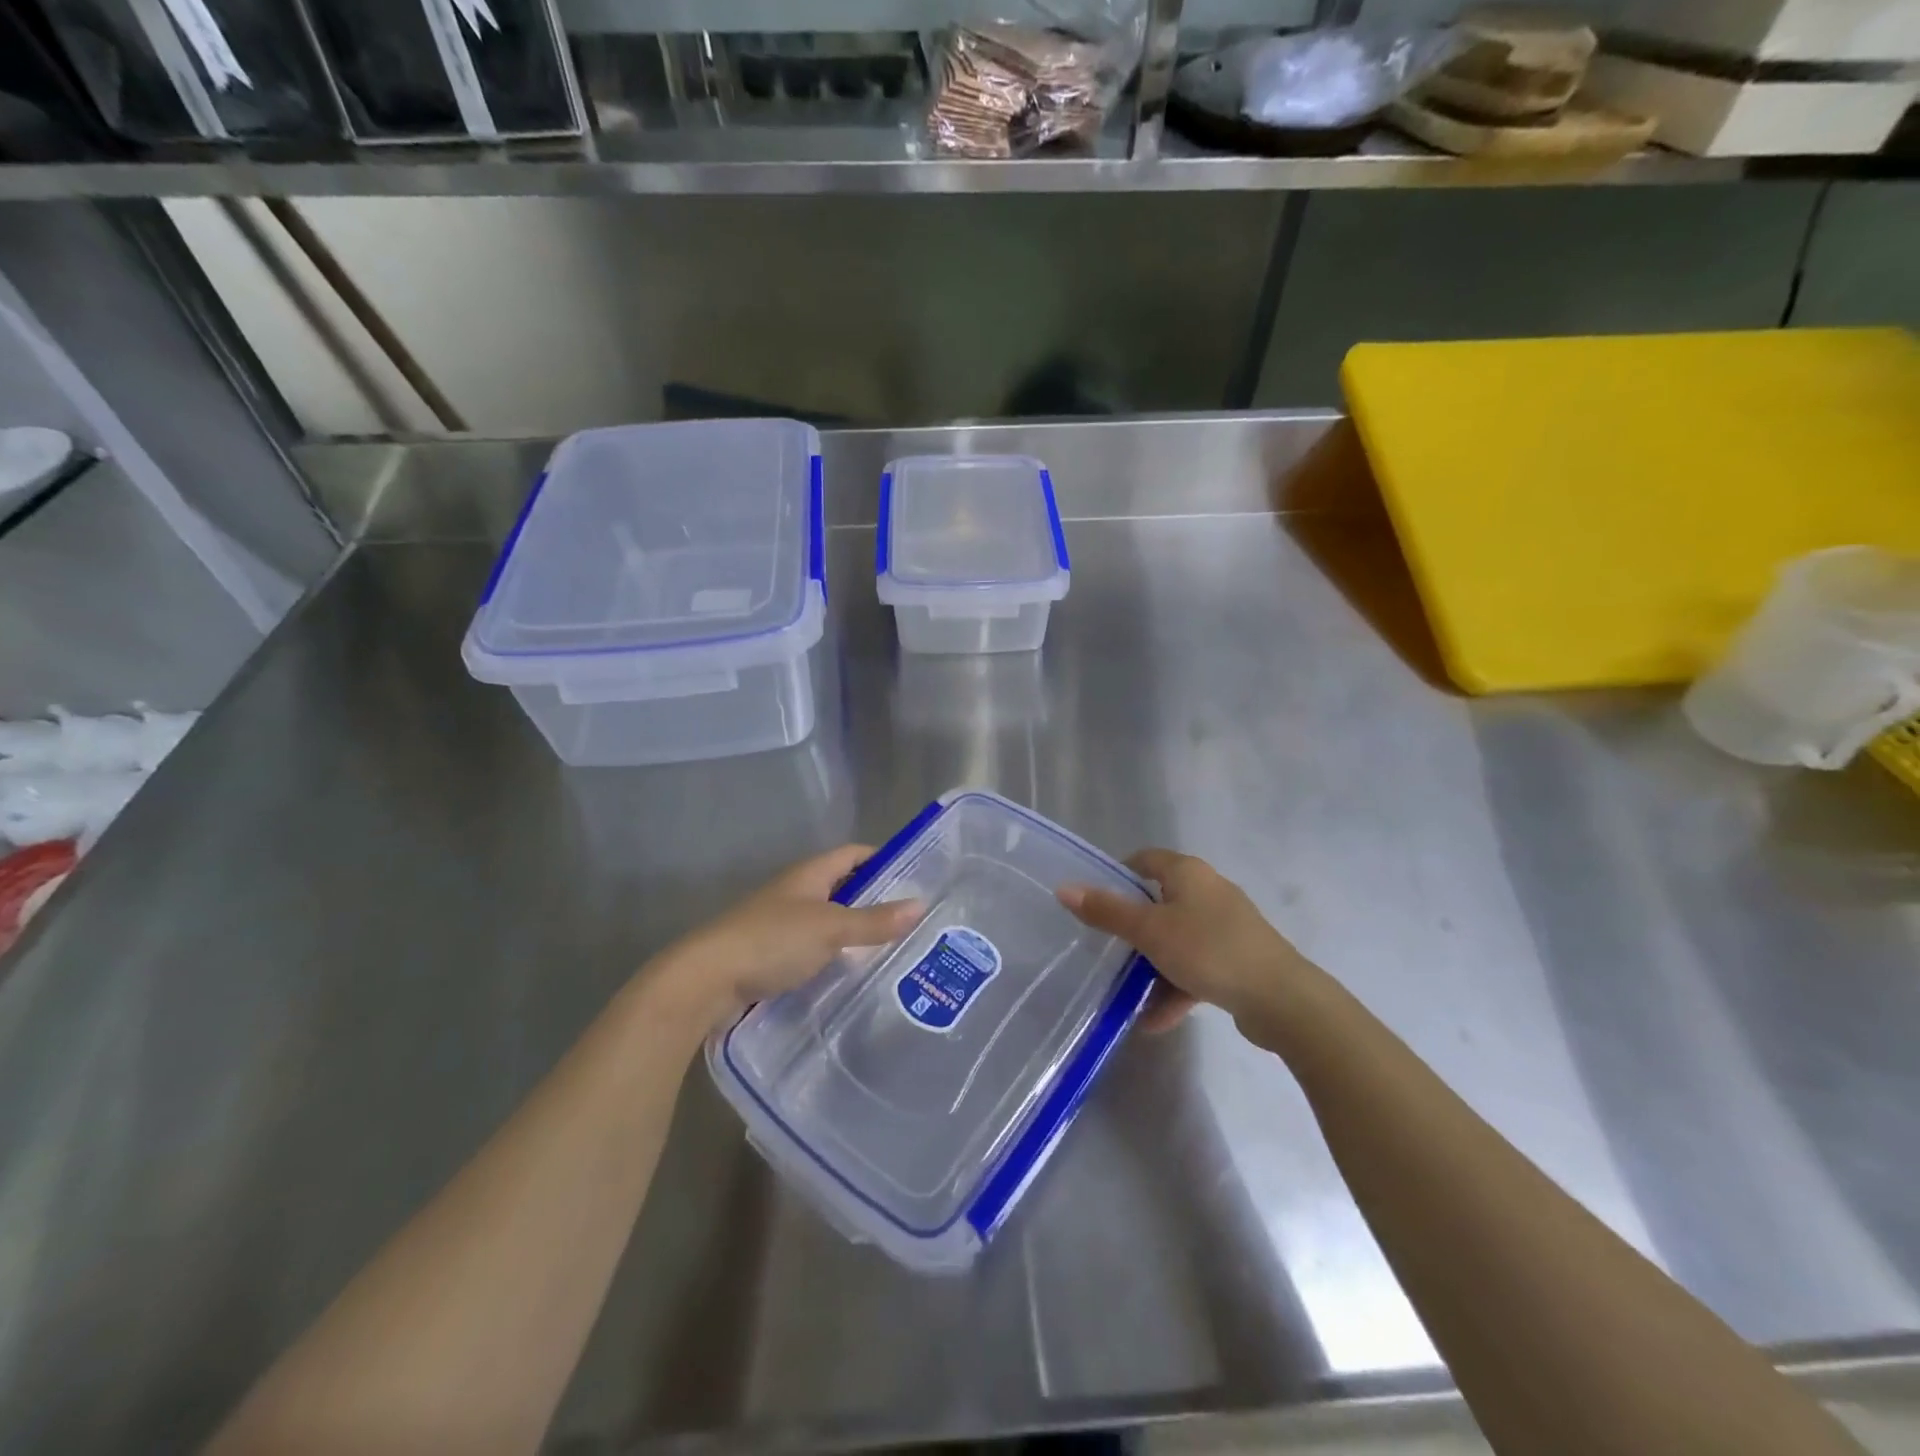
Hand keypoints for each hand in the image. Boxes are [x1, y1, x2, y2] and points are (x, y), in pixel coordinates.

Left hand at [649, 845, 920, 1031]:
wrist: (707, 980)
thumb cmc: (771, 940)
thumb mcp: (831, 928)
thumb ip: (874, 920)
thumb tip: (921, 905)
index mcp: (809, 874)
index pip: (853, 854)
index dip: (882, 859)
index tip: (914, 876)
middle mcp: (796, 892)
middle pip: (843, 887)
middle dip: (875, 899)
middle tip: (911, 919)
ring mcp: (782, 923)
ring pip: (828, 919)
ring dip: (855, 930)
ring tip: (892, 948)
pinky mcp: (772, 954)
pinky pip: (813, 947)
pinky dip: (834, 954)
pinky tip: (852, 972)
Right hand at [1057, 849, 1321, 1037]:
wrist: (1282, 1000)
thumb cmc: (1209, 951)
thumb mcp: (1150, 931)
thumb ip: (1107, 912)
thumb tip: (1064, 889)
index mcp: (1188, 873)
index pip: (1144, 860)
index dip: (1117, 875)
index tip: (1093, 903)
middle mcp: (1208, 892)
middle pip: (1158, 902)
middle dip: (1131, 929)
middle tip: (1103, 949)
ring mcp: (1226, 927)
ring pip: (1176, 939)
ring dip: (1151, 965)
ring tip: (1124, 993)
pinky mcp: (1237, 960)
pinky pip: (1195, 967)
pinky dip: (1175, 987)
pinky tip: (1154, 1020)